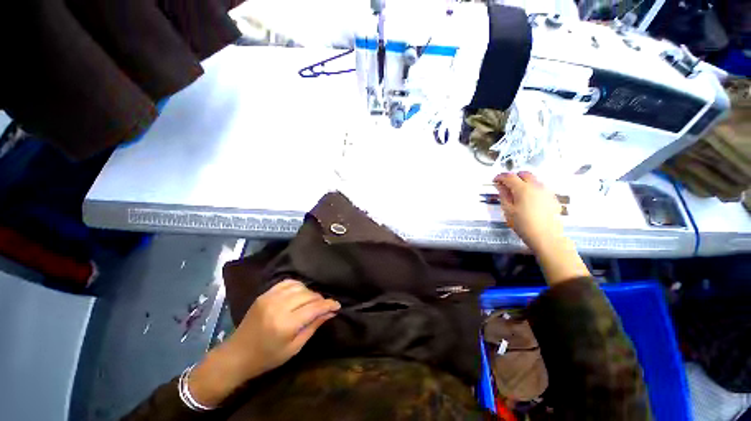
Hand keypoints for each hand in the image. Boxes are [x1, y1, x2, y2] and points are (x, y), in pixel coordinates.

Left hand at [188, 280, 339, 406]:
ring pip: (300, 286)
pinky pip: (287, 282)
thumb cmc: (267, 357)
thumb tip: (330, 312)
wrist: (237, 355)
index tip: (337, 305)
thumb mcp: (294, 348)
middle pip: (308, 294)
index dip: (329, 304)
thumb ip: (313, 327)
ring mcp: (270, 298)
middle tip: (324, 307)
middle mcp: (278, 307)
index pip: (314, 308)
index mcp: (285, 324)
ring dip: (310, 292)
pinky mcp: (265, 294)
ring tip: (312, 301)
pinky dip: (298, 286)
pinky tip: (300, 293)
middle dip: (320, 299)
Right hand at [493, 171, 563, 252]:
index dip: (500, 177)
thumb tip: (500, 186)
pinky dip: (532, 188)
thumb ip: (503, 195)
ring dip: (523, 181)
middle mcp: (536, 186)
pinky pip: (540, 187)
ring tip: (516, 192)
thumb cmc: (523, 224)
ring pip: (534, 179)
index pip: (509, 176)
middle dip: (513, 177)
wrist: (546, 237)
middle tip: (505, 185)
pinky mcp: (552, 197)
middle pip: (524, 174)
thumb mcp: (508, 210)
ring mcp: (546, 191)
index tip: (494, 181)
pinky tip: (528, 199)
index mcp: (523, 188)